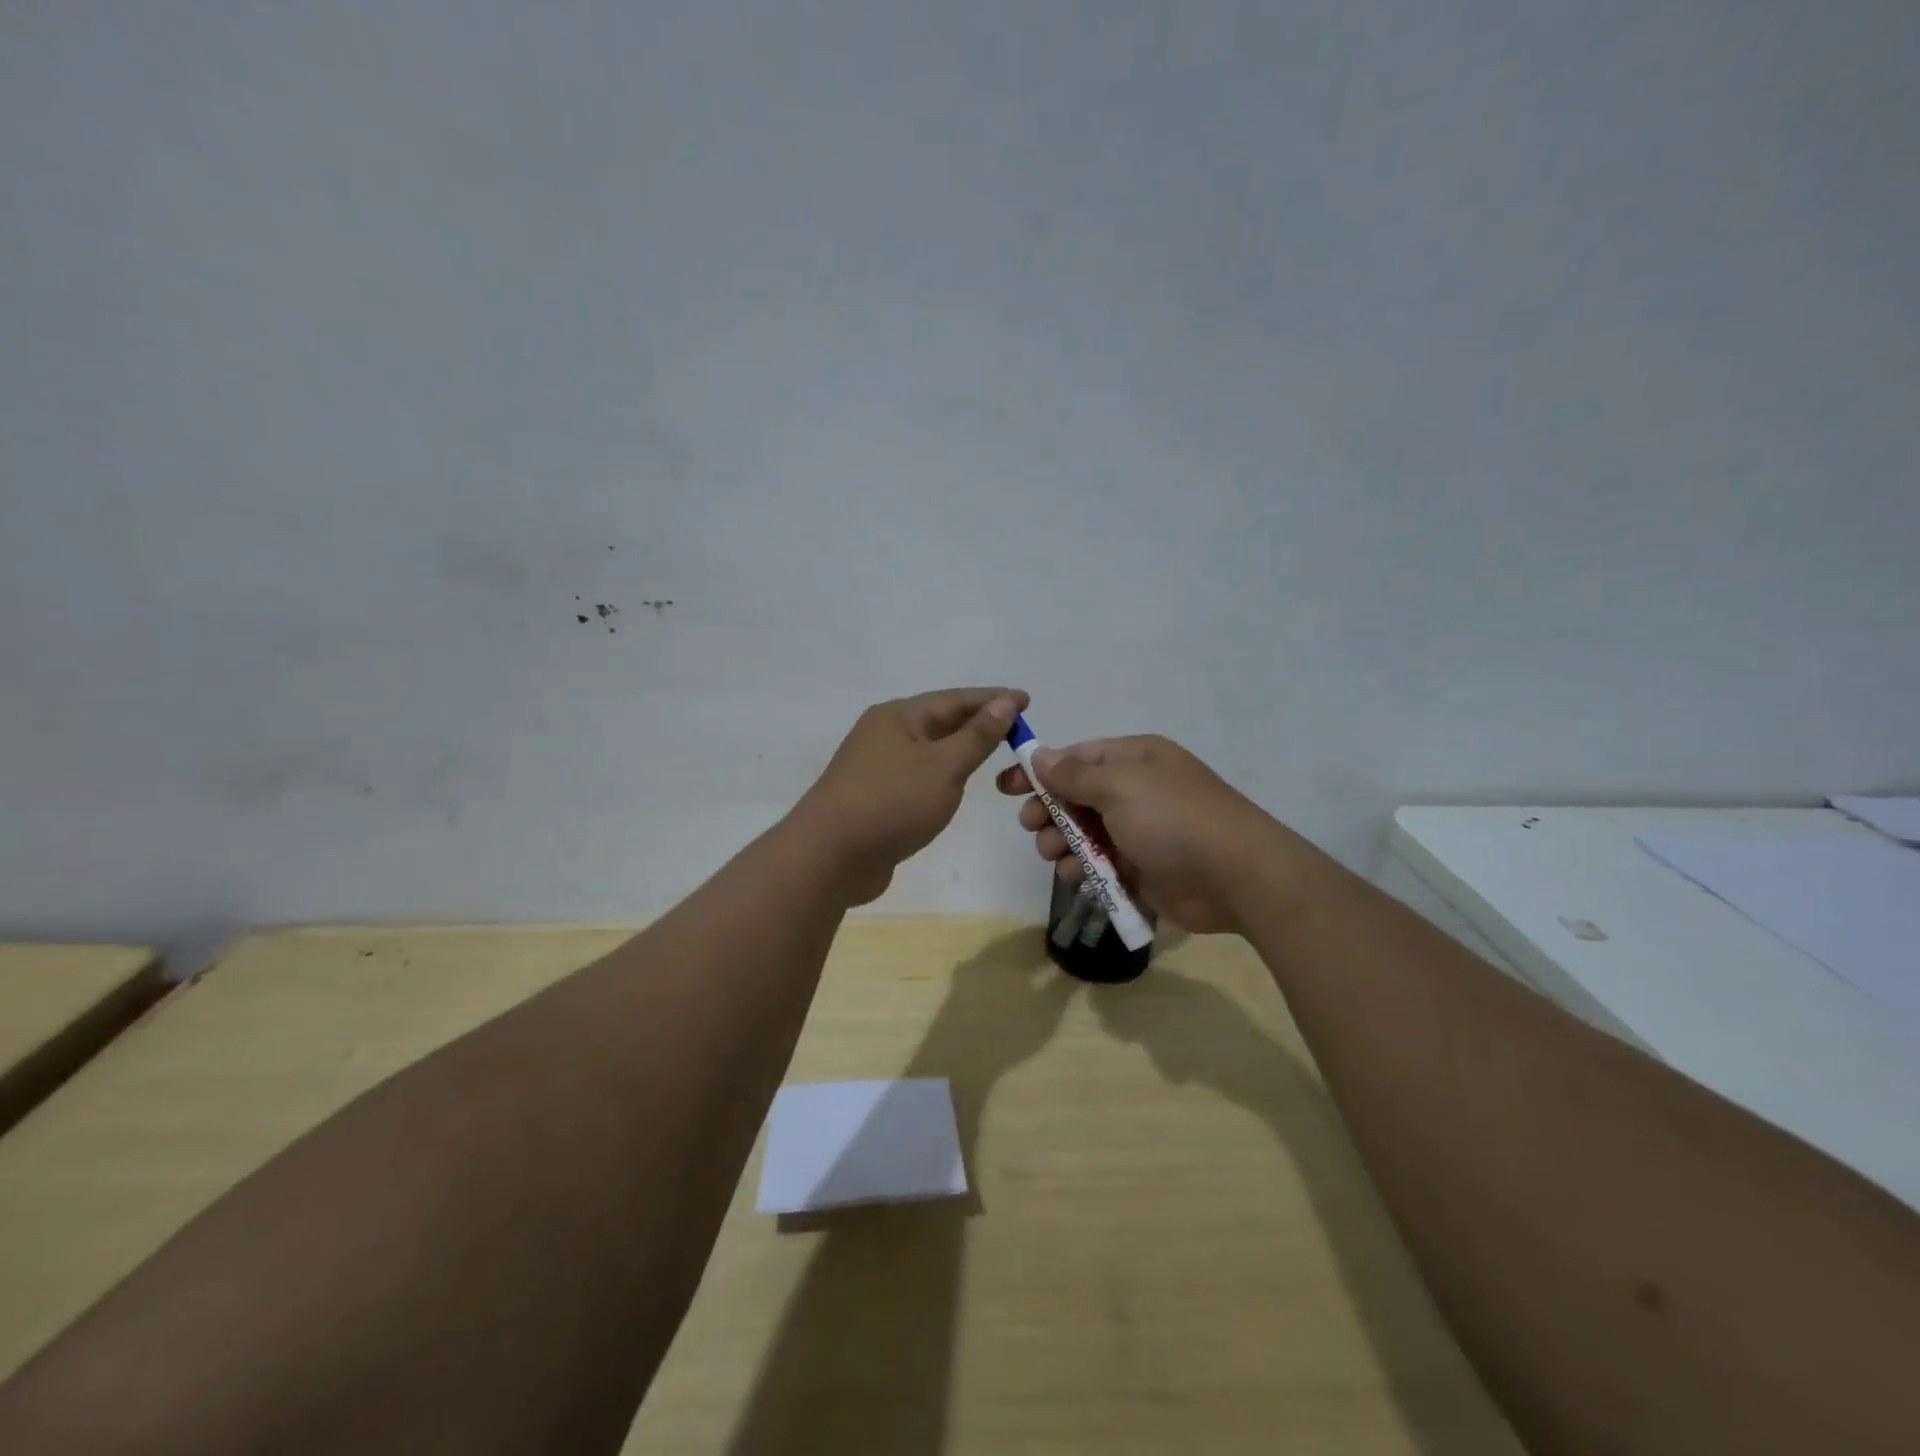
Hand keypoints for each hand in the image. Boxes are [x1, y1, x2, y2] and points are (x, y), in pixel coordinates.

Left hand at [798, 687, 1028, 904]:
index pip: (955, 699)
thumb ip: (977, 735)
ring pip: (927, 748)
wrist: (830, 857)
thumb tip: (1005, 702)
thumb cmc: (892, 803)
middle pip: (939, 720)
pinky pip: (917, 774)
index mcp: (898, 716)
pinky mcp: (873, 796)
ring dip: (958, 747)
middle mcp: (883, 733)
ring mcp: (875, 766)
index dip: (993, 699)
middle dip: (977, 721)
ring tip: (991, 750)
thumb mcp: (944, 767)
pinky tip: (954, 784)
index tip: (1027, 700)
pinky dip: (941, 773)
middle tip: (1016, 727)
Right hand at [995, 734, 1284, 934]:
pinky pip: (1101, 861)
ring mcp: (1141, 829)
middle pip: (1077, 795)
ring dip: (1062, 841)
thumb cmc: (1173, 819)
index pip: (1076, 757)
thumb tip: (1041, 756)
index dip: (1040, 770)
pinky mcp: (1144, 866)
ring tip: (1053, 855)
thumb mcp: (1119, 786)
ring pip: (1085, 831)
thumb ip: (1074, 774)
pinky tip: (1075, 875)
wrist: (1236, 876)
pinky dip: (1084, 866)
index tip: (1006, 787)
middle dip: (1049, 810)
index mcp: (1134, 759)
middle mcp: (1137, 789)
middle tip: (1031, 826)